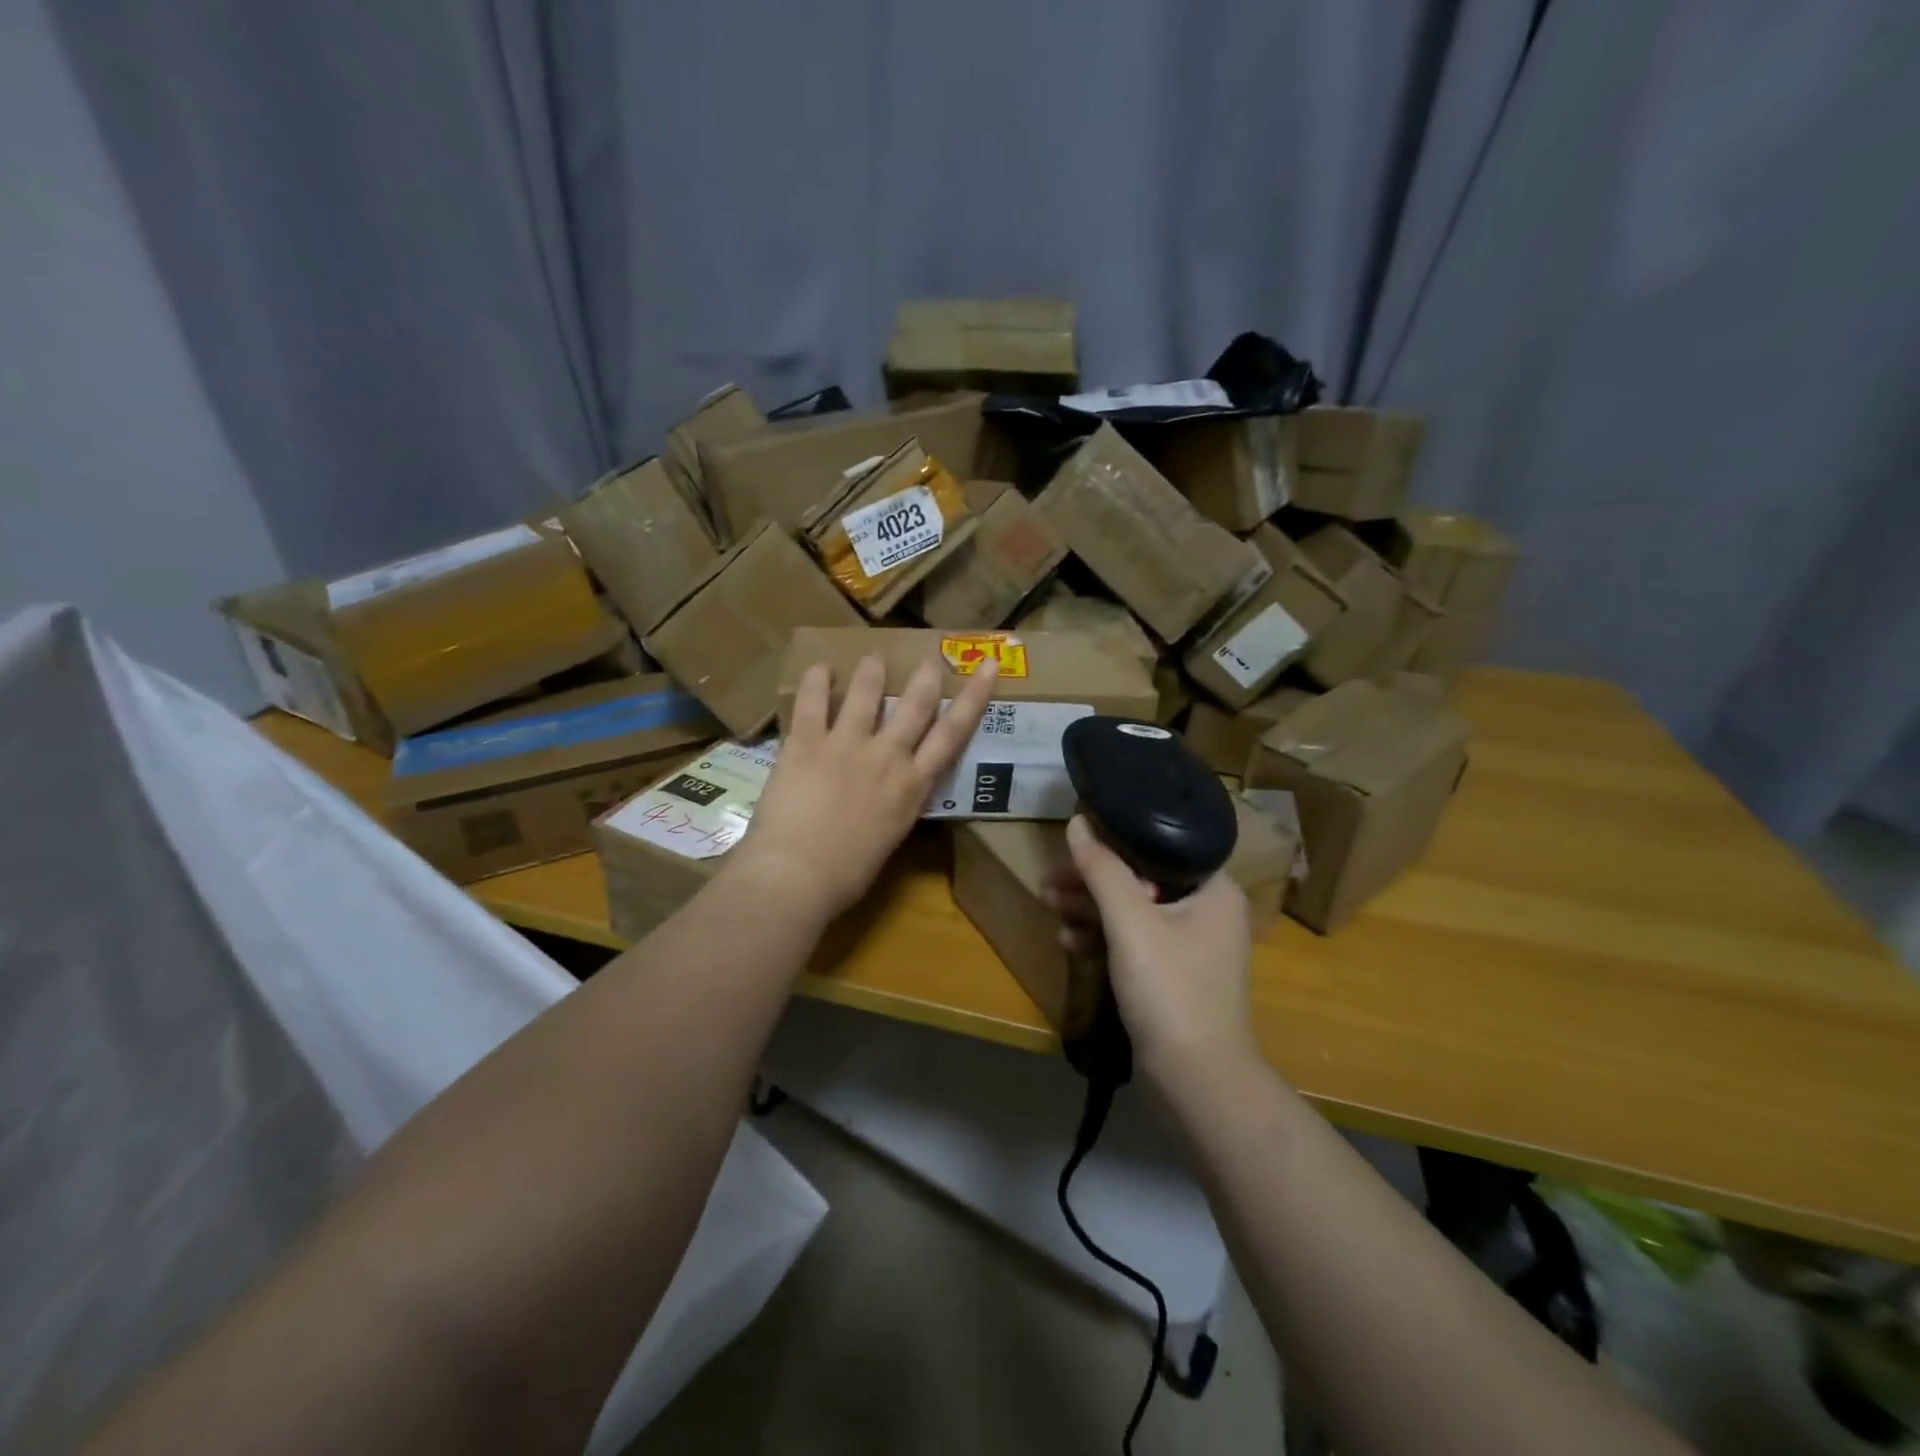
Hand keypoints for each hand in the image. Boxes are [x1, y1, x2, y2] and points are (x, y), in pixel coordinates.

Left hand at [731, 654, 996, 921]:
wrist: (797, 875)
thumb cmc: (846, 875)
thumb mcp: (889, 837)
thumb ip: (895, 805)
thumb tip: (893, 792)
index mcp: (912, 786)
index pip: (953, 734)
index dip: (974, 697)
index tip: (987, 666)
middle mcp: (887, 757)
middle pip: (915, 704)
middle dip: (925, 676)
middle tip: (928, 659)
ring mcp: (846, 745)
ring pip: (866, 693)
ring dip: (872, 671)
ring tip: (874, 658)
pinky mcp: (806, 742)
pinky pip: (813, 701)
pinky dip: (817, 680)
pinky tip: (820, 668)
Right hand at [1046, 816, 1257, 1085]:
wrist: (1195, 1081)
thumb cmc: (1170, 988)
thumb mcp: (1130, 922)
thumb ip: (1102, 869)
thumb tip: (1078, 822)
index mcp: (1213, 889)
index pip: (1159, 846)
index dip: (1113, 841)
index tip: (1073, 843)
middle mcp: (1207, 911)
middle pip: (1140, 878)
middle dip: (1091, 881)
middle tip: (1049, 881)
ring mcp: (1190, 946)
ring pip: (1132, 911)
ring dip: (1090, 908)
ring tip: (1049, 905)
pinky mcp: (1172, 975)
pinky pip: (1133, 941)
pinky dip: (1102, 937)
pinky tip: (1069, 941)